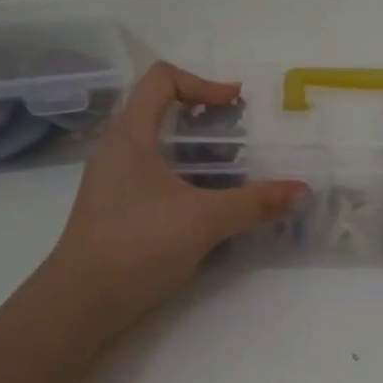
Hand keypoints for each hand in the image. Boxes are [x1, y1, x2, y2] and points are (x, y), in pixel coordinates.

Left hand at [44, 62, 303, 337]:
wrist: (80, 303)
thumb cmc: (137, 245)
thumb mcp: (204, 221)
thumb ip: (254, 203)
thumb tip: (301, 191)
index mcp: (130, 135)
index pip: (161, 79)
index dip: (202, 82)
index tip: (235, 104)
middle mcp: (116, 148)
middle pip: (159, 109)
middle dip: (203, 116)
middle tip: (238, 135)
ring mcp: (112, 179)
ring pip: (156, 145)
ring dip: (194, 148)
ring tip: (229, 169)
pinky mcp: (115, 207)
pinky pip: (151, 173)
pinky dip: (181, 174)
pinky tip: (205, 202)